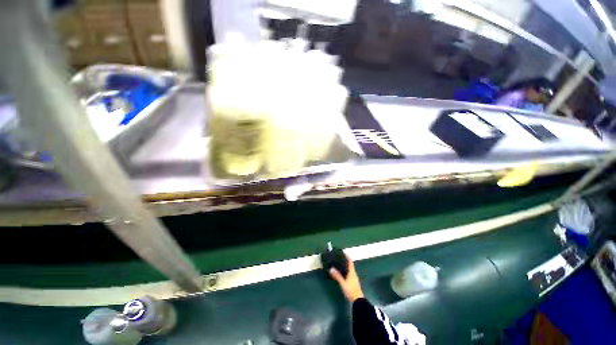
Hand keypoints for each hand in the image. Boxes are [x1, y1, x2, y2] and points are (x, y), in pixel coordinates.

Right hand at [329, 255, 363, 301]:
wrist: (358, 300)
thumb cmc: (351, 290)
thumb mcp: (343, 283)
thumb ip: (337, 276)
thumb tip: (331, 268)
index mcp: (352, 272)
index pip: (350, 262)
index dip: (347, 257)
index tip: (343, 253)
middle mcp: (354, 274)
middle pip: (350, 265)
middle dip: (345, 261)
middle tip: (339, 258)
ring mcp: (354, 278)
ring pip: (350, 270)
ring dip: (346, 266)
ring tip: (339, 264)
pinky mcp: (353, 282)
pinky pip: (349, 273)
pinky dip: (346, 271)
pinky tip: (342, 273)